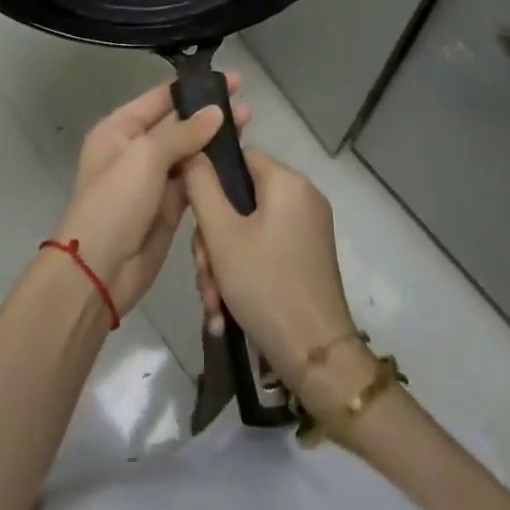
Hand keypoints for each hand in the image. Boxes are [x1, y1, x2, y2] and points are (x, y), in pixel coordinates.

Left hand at [55, 77, 249, 314]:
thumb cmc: (116, 202)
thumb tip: (216, 112)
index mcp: (119, 129)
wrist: (99, 271)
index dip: (194, 87)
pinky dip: (212, 170)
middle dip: (209, 114)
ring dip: (215, 141)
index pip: (160, 98)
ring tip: (248, 126)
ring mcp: (152, 179)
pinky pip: (193, 180)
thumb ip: (183, 132)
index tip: (231, 80)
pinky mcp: (168, 206)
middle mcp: (135, 149)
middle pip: (178, 123)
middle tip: (247, 105)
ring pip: (189, 151)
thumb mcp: (145, 157)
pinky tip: (238, 161)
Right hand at [182, 148, 361, 395]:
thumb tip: (193, 150)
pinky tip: (225, 310)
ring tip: (213, 302)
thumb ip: (201, 185)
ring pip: (248, 229)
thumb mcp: (221, 234)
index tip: (193, 216)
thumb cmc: (265, 286)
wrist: (317, 358)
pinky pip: (265, 248)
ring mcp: (308, 228)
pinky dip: (243, 271)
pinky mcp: (308, 257)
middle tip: (203, 273)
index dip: (210, 180)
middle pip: (240, 199)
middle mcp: (302, 197)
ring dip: (223, 262)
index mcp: (287, 181)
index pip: (239, 157)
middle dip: (213, 239)